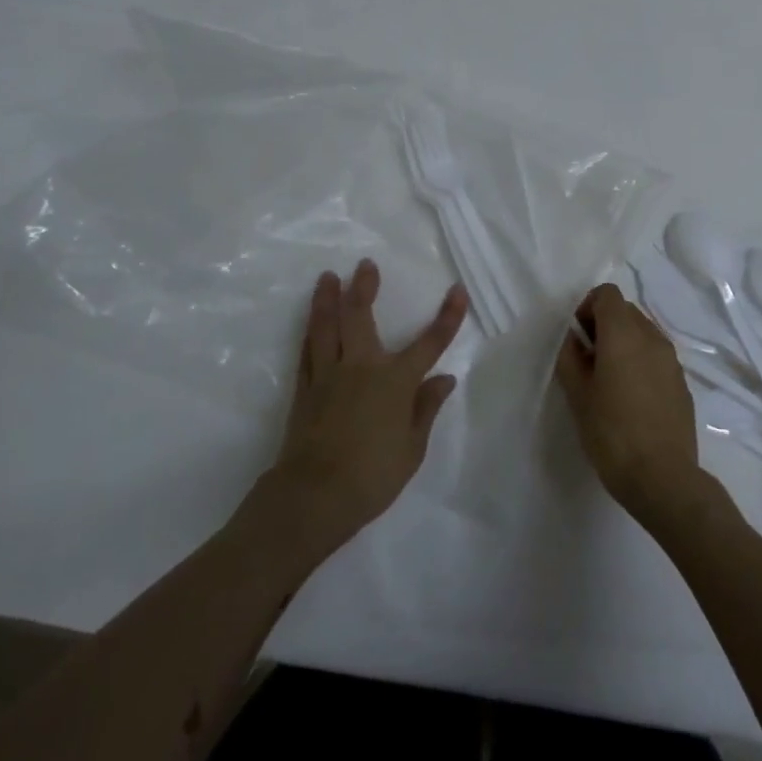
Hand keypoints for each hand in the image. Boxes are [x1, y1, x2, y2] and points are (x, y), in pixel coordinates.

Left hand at [265, 259, 466, 557]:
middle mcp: (361, 367)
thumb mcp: (412, 448)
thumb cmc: (372, 476)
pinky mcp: (305, 389)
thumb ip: (426, 409)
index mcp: (395, 381)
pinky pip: (307, 352)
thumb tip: (444, 378)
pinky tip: (310, 322)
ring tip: (327, 277)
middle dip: (364, 287)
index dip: (447, 317)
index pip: (429, 343)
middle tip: (364, 264)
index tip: (457, 290)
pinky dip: (310, 333)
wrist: (314, 496)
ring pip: (327, 327)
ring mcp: (328, 375)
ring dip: (328, 299)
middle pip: (361, 317)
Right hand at [555, 284, 713, 527]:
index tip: (578, 339)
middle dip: (604, 325)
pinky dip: (640, 362)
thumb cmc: (611, 433)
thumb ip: (570, 358)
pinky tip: (631, 398)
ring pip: (643, 333)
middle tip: (589, 361)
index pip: (607, 294)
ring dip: (623, 344)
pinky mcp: (682, 382)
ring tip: (609, 381)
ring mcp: (672, 360)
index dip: (587, 308)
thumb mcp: (578, 395)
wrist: (662, 477)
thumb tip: (574, 340)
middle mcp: (652, 338)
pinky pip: (656, 356)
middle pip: (626, 310)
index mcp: (624, 335)